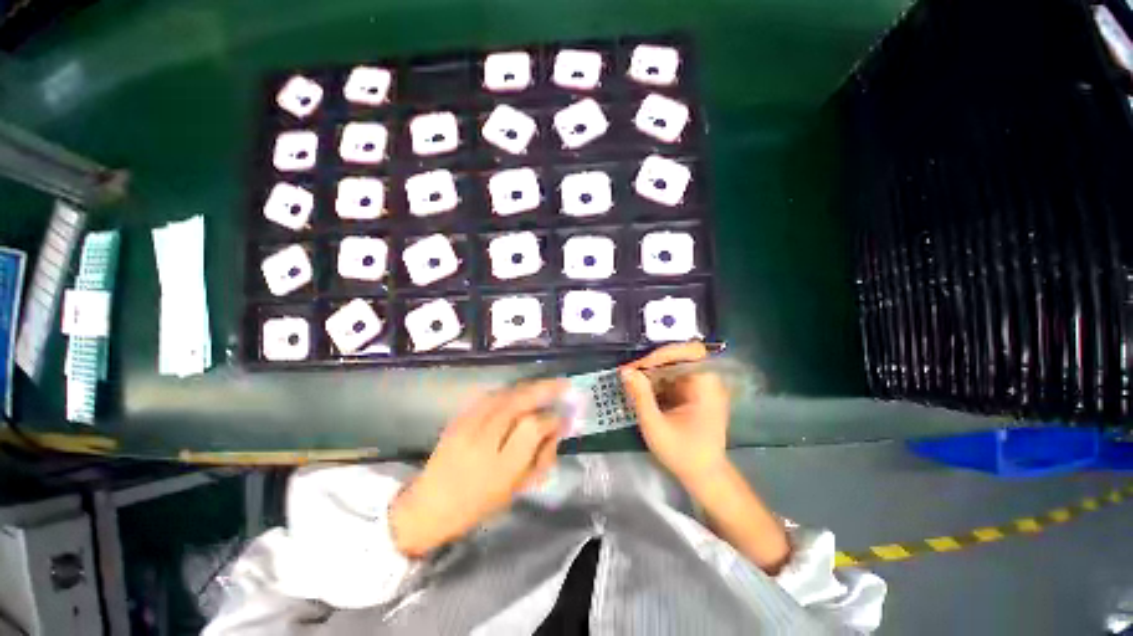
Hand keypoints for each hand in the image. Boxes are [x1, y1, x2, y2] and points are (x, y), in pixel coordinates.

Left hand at [390, 379, 565, 557]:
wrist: (430, 506)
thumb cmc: (479, 503)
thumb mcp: (517, 486)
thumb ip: (541, 456)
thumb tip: (556, 429)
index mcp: (501, 466)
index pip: (534, 427)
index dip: (552, 419)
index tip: (564, 417)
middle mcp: (484, 439)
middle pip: (519, 402)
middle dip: (545, 389)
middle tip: (563, 384)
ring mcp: (468, 424)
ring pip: (505, 394)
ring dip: (528, 387)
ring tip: (544, 386)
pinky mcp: (459, 417)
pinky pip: (491, 396)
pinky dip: (510, 391)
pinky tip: (519, 392)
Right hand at [620, 342, 729, 484]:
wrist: (704, 476)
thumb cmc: (683, 453)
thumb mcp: (655, 426)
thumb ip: (640, 396)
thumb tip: (626, 370)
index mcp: (706, 385)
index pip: (688, 352)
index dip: (662, 354)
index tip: (638, 367)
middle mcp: (708, 380)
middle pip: (680, 356)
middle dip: (653, 363)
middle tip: (630, 373)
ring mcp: (701, 386)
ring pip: (674, 366)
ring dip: (652, 372)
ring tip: (632, 381)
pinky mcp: (694, 393)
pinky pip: (673, 377)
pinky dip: (657, 381)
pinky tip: (643, 391)